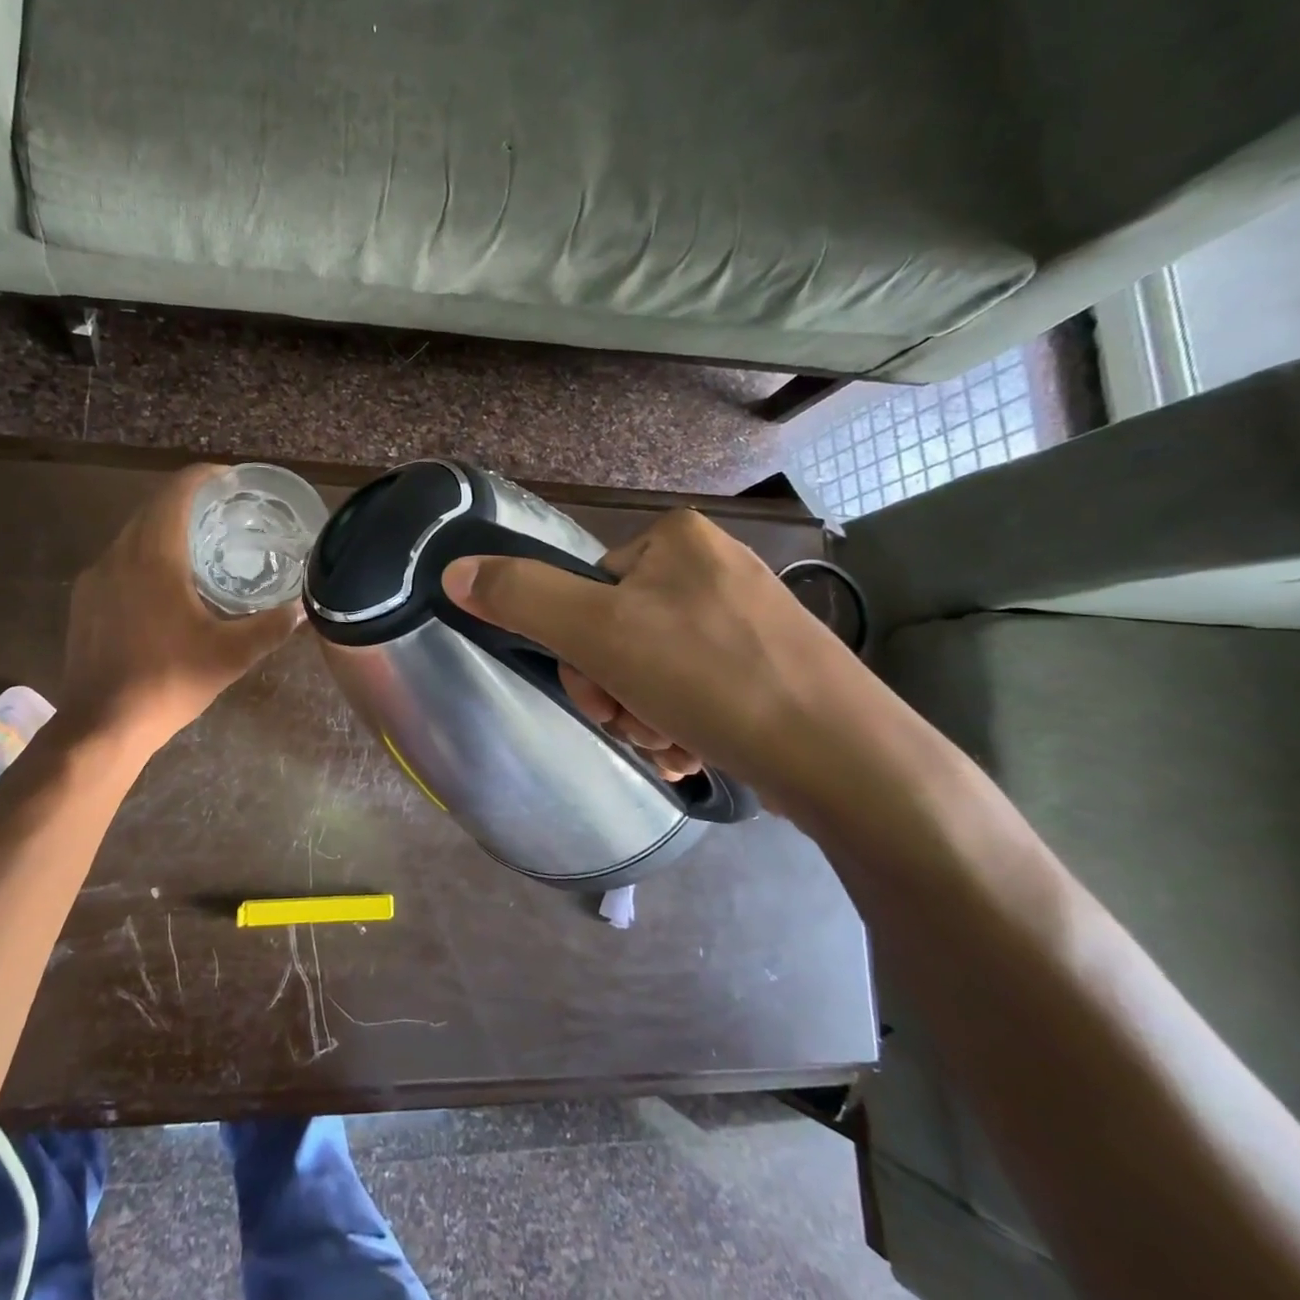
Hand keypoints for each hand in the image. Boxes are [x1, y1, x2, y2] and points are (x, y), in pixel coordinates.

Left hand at [60, 465, 300, 752]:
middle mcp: (118, 555)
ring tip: (198, 546)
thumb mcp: (230, 656)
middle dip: (186, 501)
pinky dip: (143, 555)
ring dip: (163, 529)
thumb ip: (270, 626)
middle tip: (223, 512)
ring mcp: (95, 578)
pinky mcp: (84, 601)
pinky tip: (162, 586)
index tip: (230, 480)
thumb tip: (304, 608)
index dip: (203, 477)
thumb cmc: (169, 681)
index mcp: (154, 556)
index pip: (176, 493)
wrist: (102, 725)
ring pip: (131, 534)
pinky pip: (117, 560)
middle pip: (152, 508)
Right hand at [442, 507, 897, 815]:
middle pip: (617, 631)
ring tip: (673, 743)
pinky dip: (681, 723)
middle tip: (638, 724)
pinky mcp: (771, 665)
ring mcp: (747, 617)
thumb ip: (520, 596)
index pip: (585, 590)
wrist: (847, 759)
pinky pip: (695, 688)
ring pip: (652, 667)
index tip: (601, 693)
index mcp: (675, 539)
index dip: (578, 649)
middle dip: (615, 690)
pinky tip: (696, 749)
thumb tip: (452, 571)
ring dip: (643, 714)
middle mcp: (713, 566)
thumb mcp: (597, 632)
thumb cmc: (711, 679)